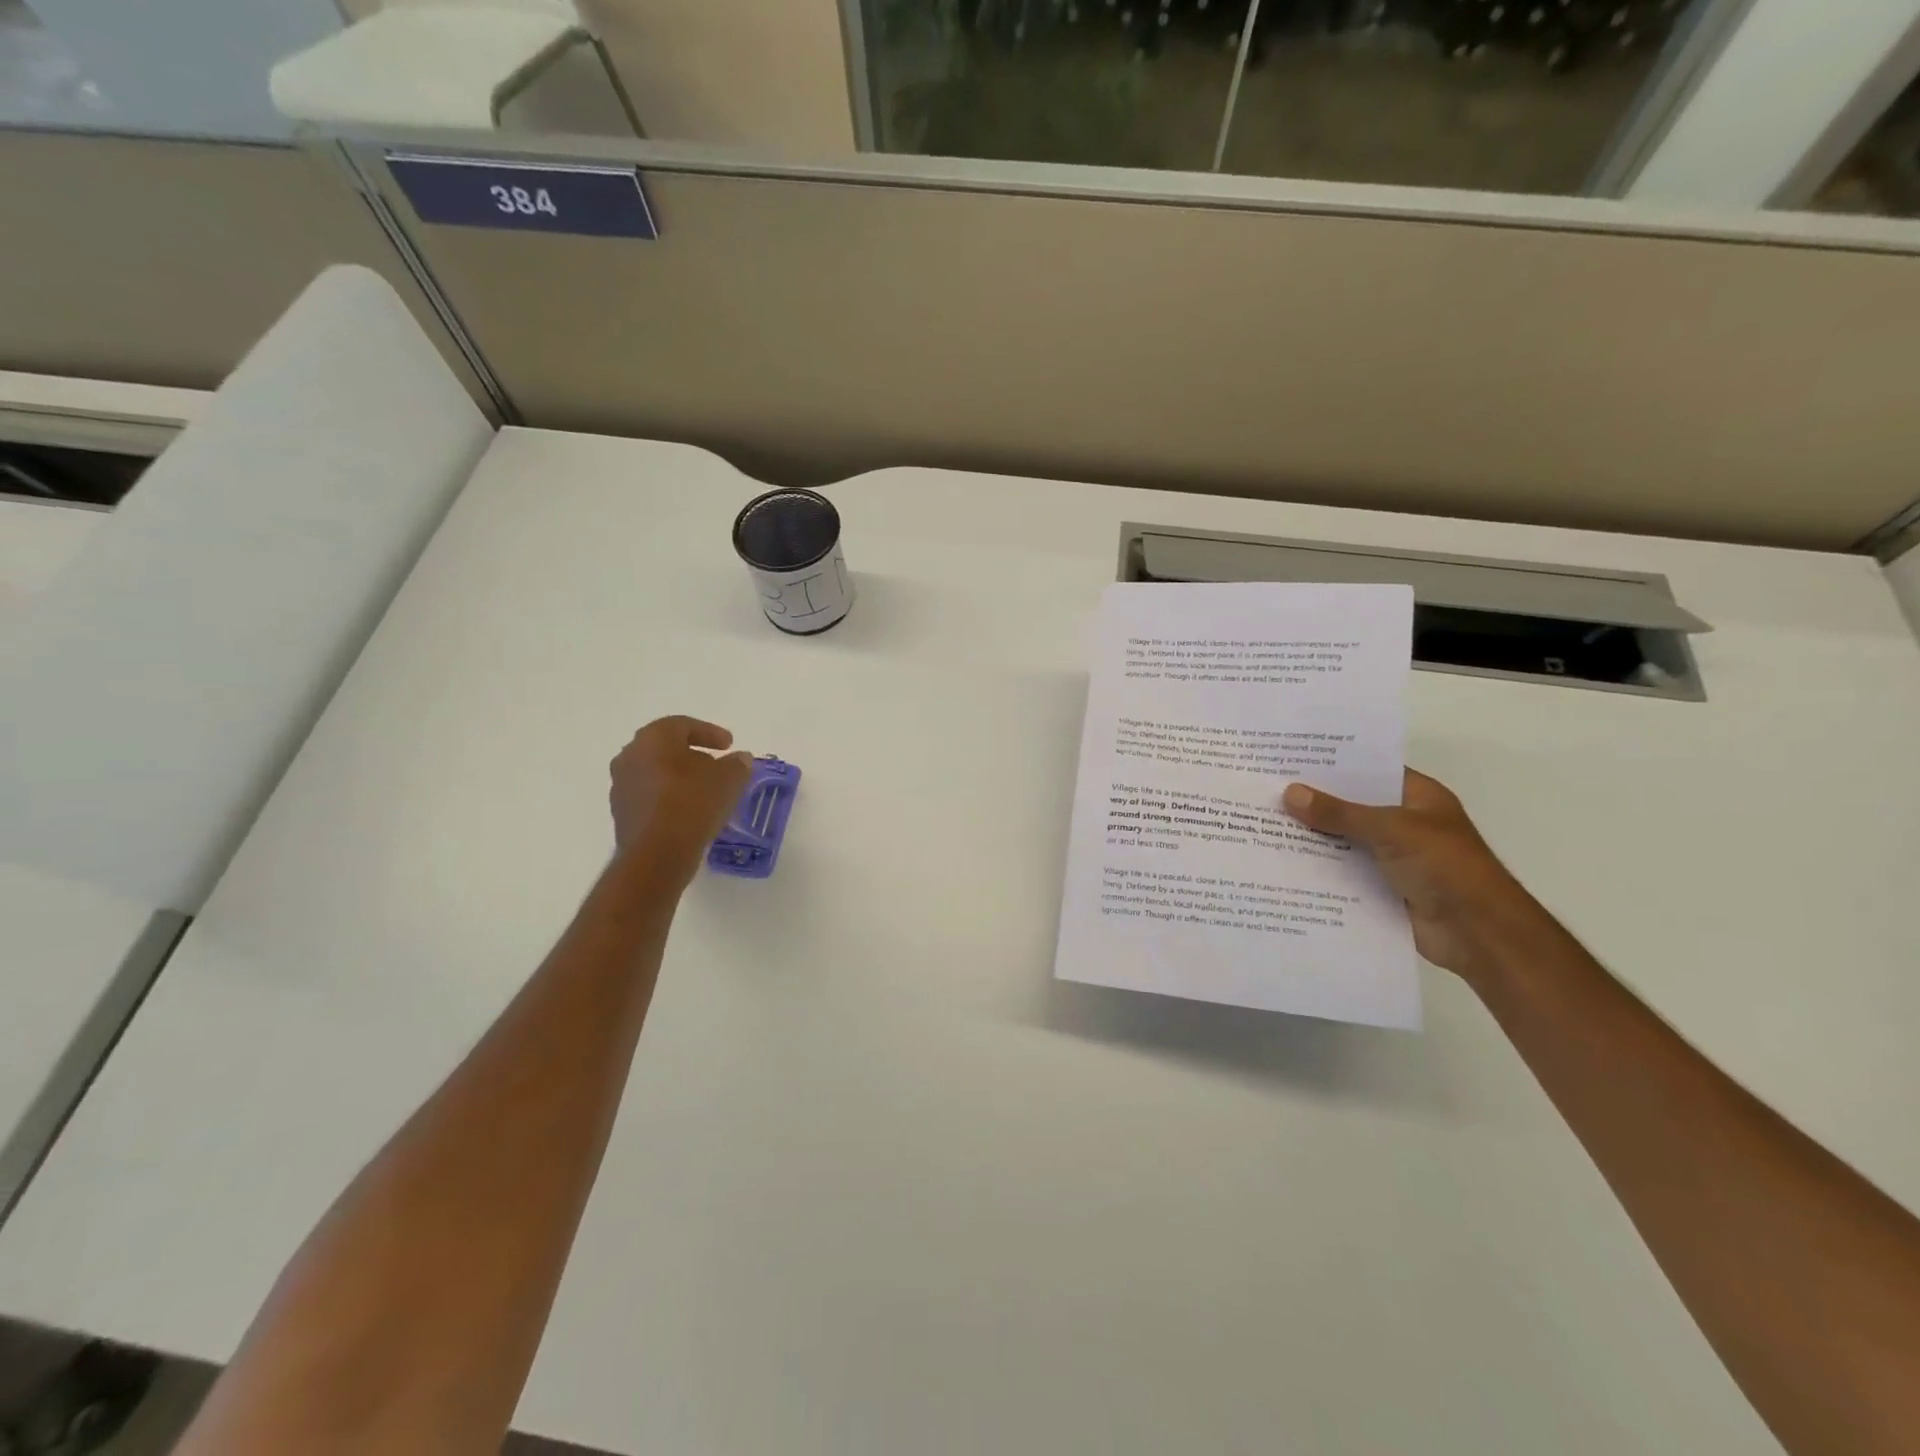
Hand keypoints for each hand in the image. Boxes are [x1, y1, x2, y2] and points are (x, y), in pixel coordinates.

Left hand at [609, 717, 753, 879]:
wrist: (657, 854)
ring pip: (656, 772)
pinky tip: (689, 811)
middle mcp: (631, 756)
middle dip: (693, 754)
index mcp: (654, 738)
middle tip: (716, 765)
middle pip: (666, 747)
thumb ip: (737, 764)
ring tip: (705, 790)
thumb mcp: (728, 780)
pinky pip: (650, 795)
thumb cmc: (693, 804)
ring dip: (679, 777)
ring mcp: (622, 785)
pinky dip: (669, 797)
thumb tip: (740, 758)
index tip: (729, 745)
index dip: (710, 733)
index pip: (683, 725)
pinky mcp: (622, 812)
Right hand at [1282, 770, 1549, 980]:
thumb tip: (1290, 793)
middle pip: (1351, 805)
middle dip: (1313, 801)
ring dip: (1312, 836)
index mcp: (1417, 798)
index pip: (1369, 770)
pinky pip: (1343, 871)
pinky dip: (1318, 868)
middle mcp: (1403, 823)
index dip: (1333, 764)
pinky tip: (1281, 862)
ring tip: (1262, 822)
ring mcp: (1392, 857)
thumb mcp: (1391, 830)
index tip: (1289, 757)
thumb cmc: (1445, 867)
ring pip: (1343, 840)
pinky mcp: (1381, 887)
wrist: (1479, 934)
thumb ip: (1340, 813)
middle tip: (1265, 789)